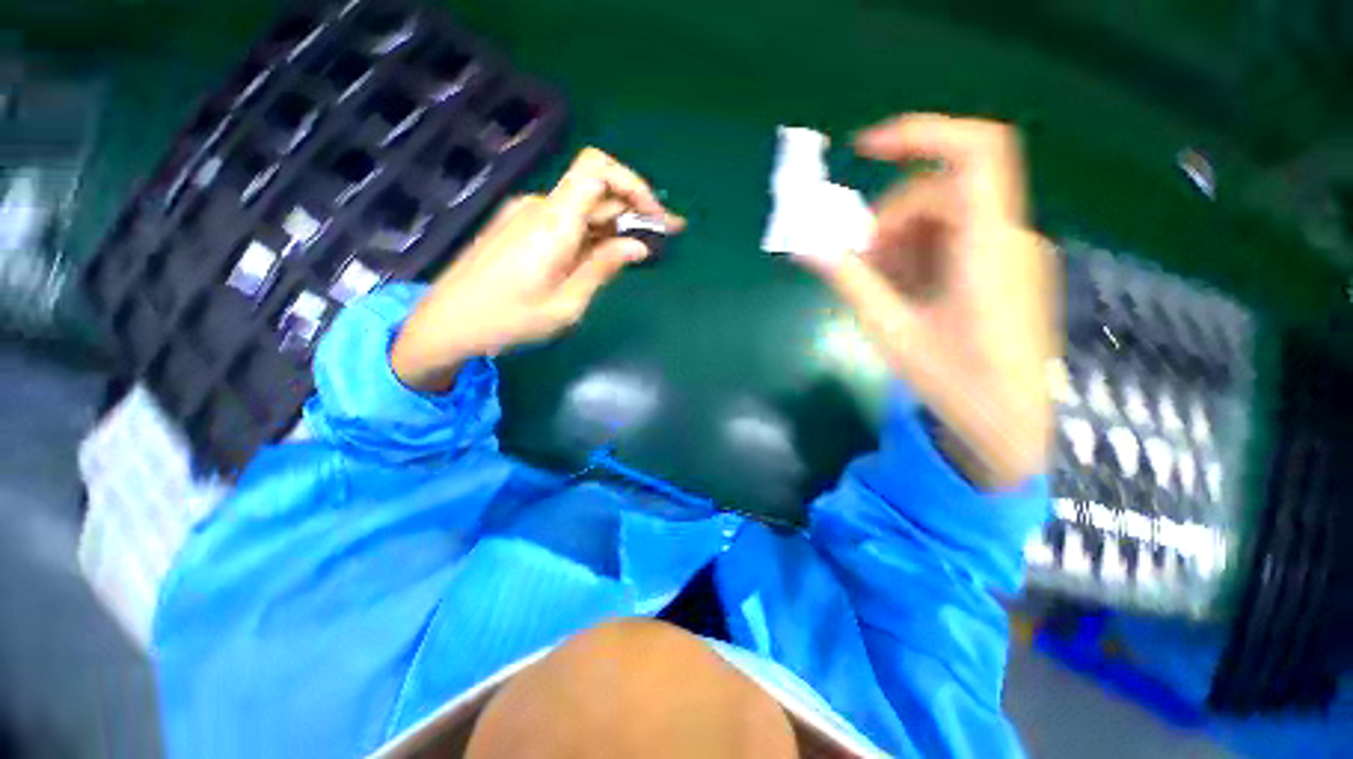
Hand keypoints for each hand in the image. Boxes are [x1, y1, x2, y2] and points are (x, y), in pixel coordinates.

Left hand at [391, 148, 683, 392]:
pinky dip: (592, 232)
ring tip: (641, 251)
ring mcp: (526, 215)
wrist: (446, 323)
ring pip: (582, 207)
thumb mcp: (566, 304)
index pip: (597, 170)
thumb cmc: (507, 320)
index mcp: (552, 222)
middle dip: (635, 210)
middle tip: (667, 238)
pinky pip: (565, 220)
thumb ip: (603, 268)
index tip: (656, 218)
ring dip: (616, 224)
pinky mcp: (518, 227)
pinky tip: (605, 255)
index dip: (633, 184)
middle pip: (596, 190)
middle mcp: (539, 207)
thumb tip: (638, 246)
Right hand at [800, 114, 1057, 489]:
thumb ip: (850, 281)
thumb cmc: (956, 383)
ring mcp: (1009, 252)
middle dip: (888, 220)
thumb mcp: (891, 331)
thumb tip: (805, 247)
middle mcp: (1007, 238)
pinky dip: (918, 255)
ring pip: (944, 216)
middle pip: (941, 192)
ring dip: (899, 241)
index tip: (864, 149)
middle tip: (857, 262)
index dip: (920, 135)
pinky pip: (955, 240)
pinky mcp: (1004, 268)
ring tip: (877, 286)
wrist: (1011, 423)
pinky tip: (902, 291)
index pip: (974, 153)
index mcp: (989, 248)